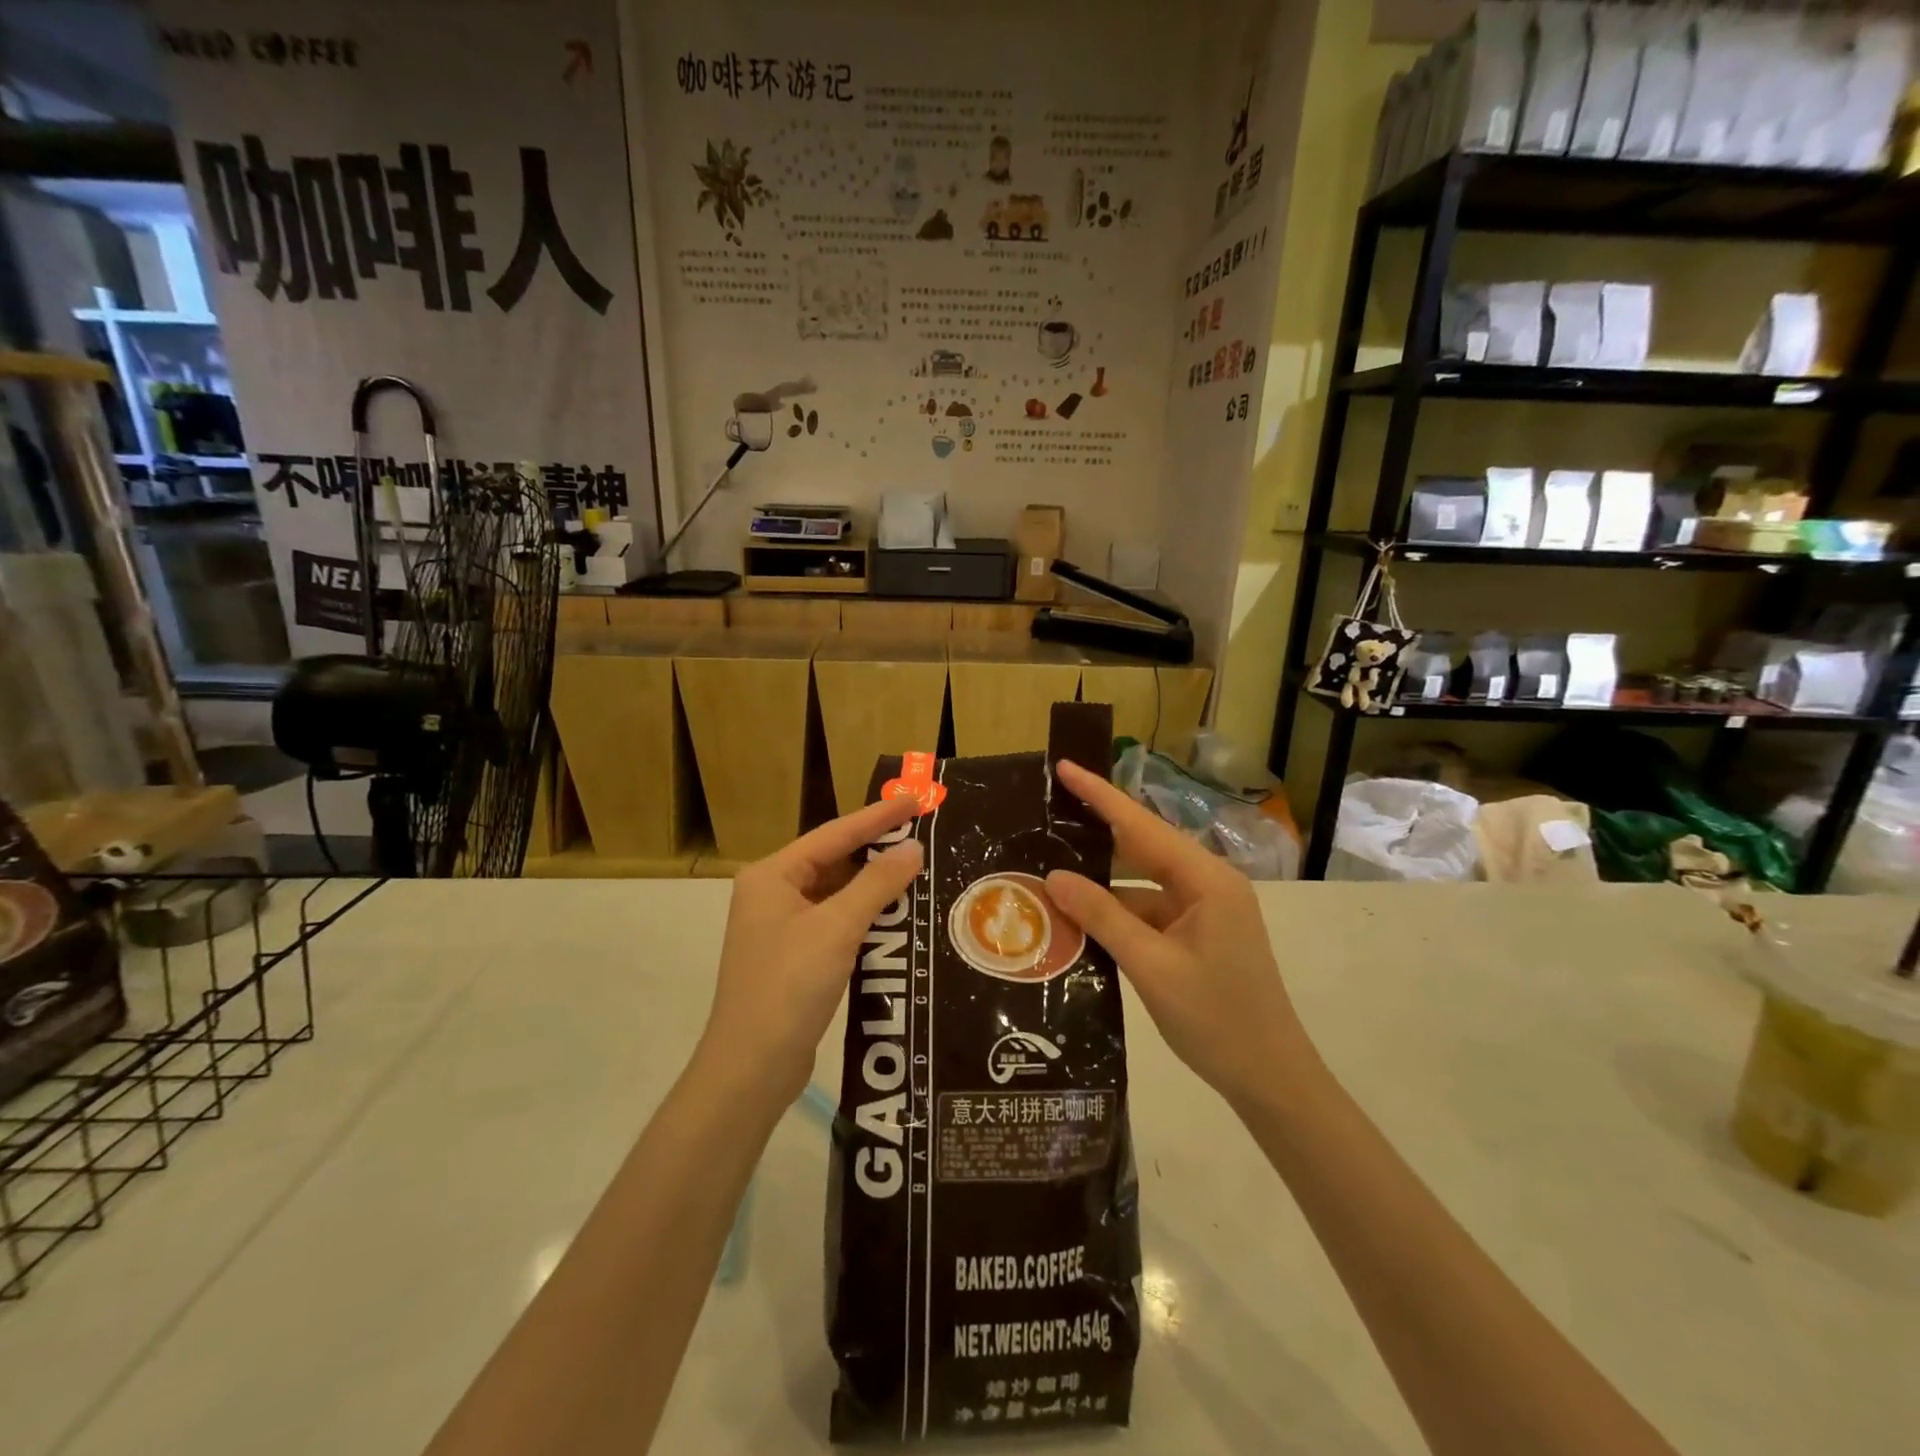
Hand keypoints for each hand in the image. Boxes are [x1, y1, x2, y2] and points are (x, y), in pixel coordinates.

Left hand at [699, 798, 923, 1109]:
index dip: (877, 817)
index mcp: (772, 876)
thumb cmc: (789, 987)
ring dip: (874, 885)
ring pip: (836, 893)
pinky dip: (865, 915)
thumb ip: (877, 884)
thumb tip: (913, 849)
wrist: (751, 1068)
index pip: (834, 834)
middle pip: (833, 860)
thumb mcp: (837, 929)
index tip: (916, 800)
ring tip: (919, 869)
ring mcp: (781, 926)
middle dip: (877, 849)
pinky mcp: (794, 956)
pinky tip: (897, 914)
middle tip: (923, 833)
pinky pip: (836, 921)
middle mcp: (772, 893)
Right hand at [1043, 760, 1317, 1110]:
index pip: (1143, 826)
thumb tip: (1055, 877)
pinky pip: (1148, 911)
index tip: (1066, 768)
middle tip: (1048, 815)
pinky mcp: (1197, 934)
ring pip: (1142, 883)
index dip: (1101, 796)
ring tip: (1050, 870)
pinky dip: (1116, 913)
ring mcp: (1204, 910)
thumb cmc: (1217, 1020)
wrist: (1271, 1079)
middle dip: (1097, 833)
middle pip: (1143, 847)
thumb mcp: (1152, 967)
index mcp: (1207, 880)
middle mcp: (1208, 884)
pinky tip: (1078, 919)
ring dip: (1102, 883)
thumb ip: (1102, 917)